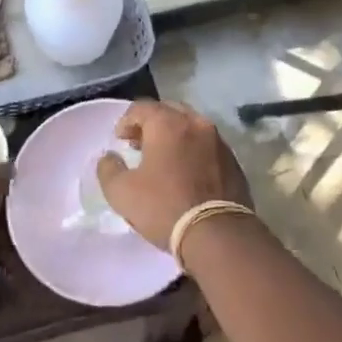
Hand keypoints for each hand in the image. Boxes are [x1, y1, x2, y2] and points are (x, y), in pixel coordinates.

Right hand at [95, 101, 252, 252]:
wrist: (218, 234)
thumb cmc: (165, 207)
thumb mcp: (122, 192)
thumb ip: (109, 169)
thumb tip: (109, 157)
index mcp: (168, 123)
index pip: (141, 107)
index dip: (126, 121)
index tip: (120, 140)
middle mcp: (196, 123)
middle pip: (169, 111)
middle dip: (151, 123)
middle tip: (139, 144)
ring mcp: (218, 141)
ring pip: (191, 126)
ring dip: (174, 136)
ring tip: (162, 159)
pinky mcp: (233, 161)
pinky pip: (207, 145)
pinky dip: (192, 150)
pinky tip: (186, 172)